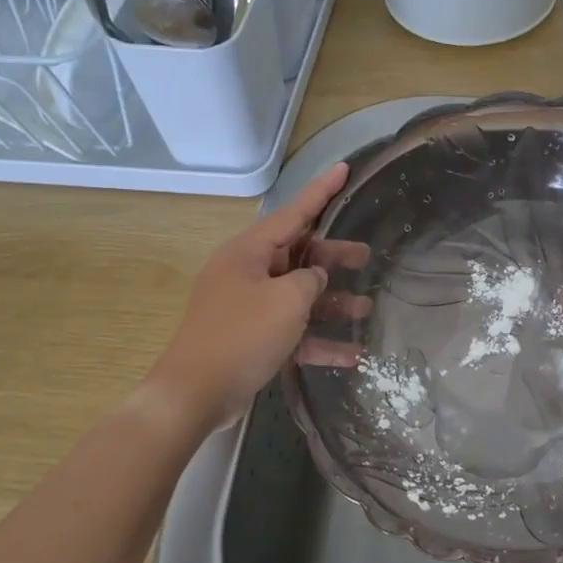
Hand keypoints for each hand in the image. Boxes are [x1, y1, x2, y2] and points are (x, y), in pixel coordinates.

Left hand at [150, 163, 369, 429]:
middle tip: (366, 256)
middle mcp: (248, 273)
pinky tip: (351, 354)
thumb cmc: (242, 335)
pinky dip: (318, 340)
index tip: (345, 169)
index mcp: (250, 252)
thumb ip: (311, 281)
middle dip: (334, 257)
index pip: (294, 212)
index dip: (322, 191)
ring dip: (332, 303)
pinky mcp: (253, 338)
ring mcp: (249, 307)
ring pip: (299, 295)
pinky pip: (293, 331)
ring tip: (367, 307)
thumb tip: (316, 280)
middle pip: (299, 255)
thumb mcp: (286, 301)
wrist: (195, 394)